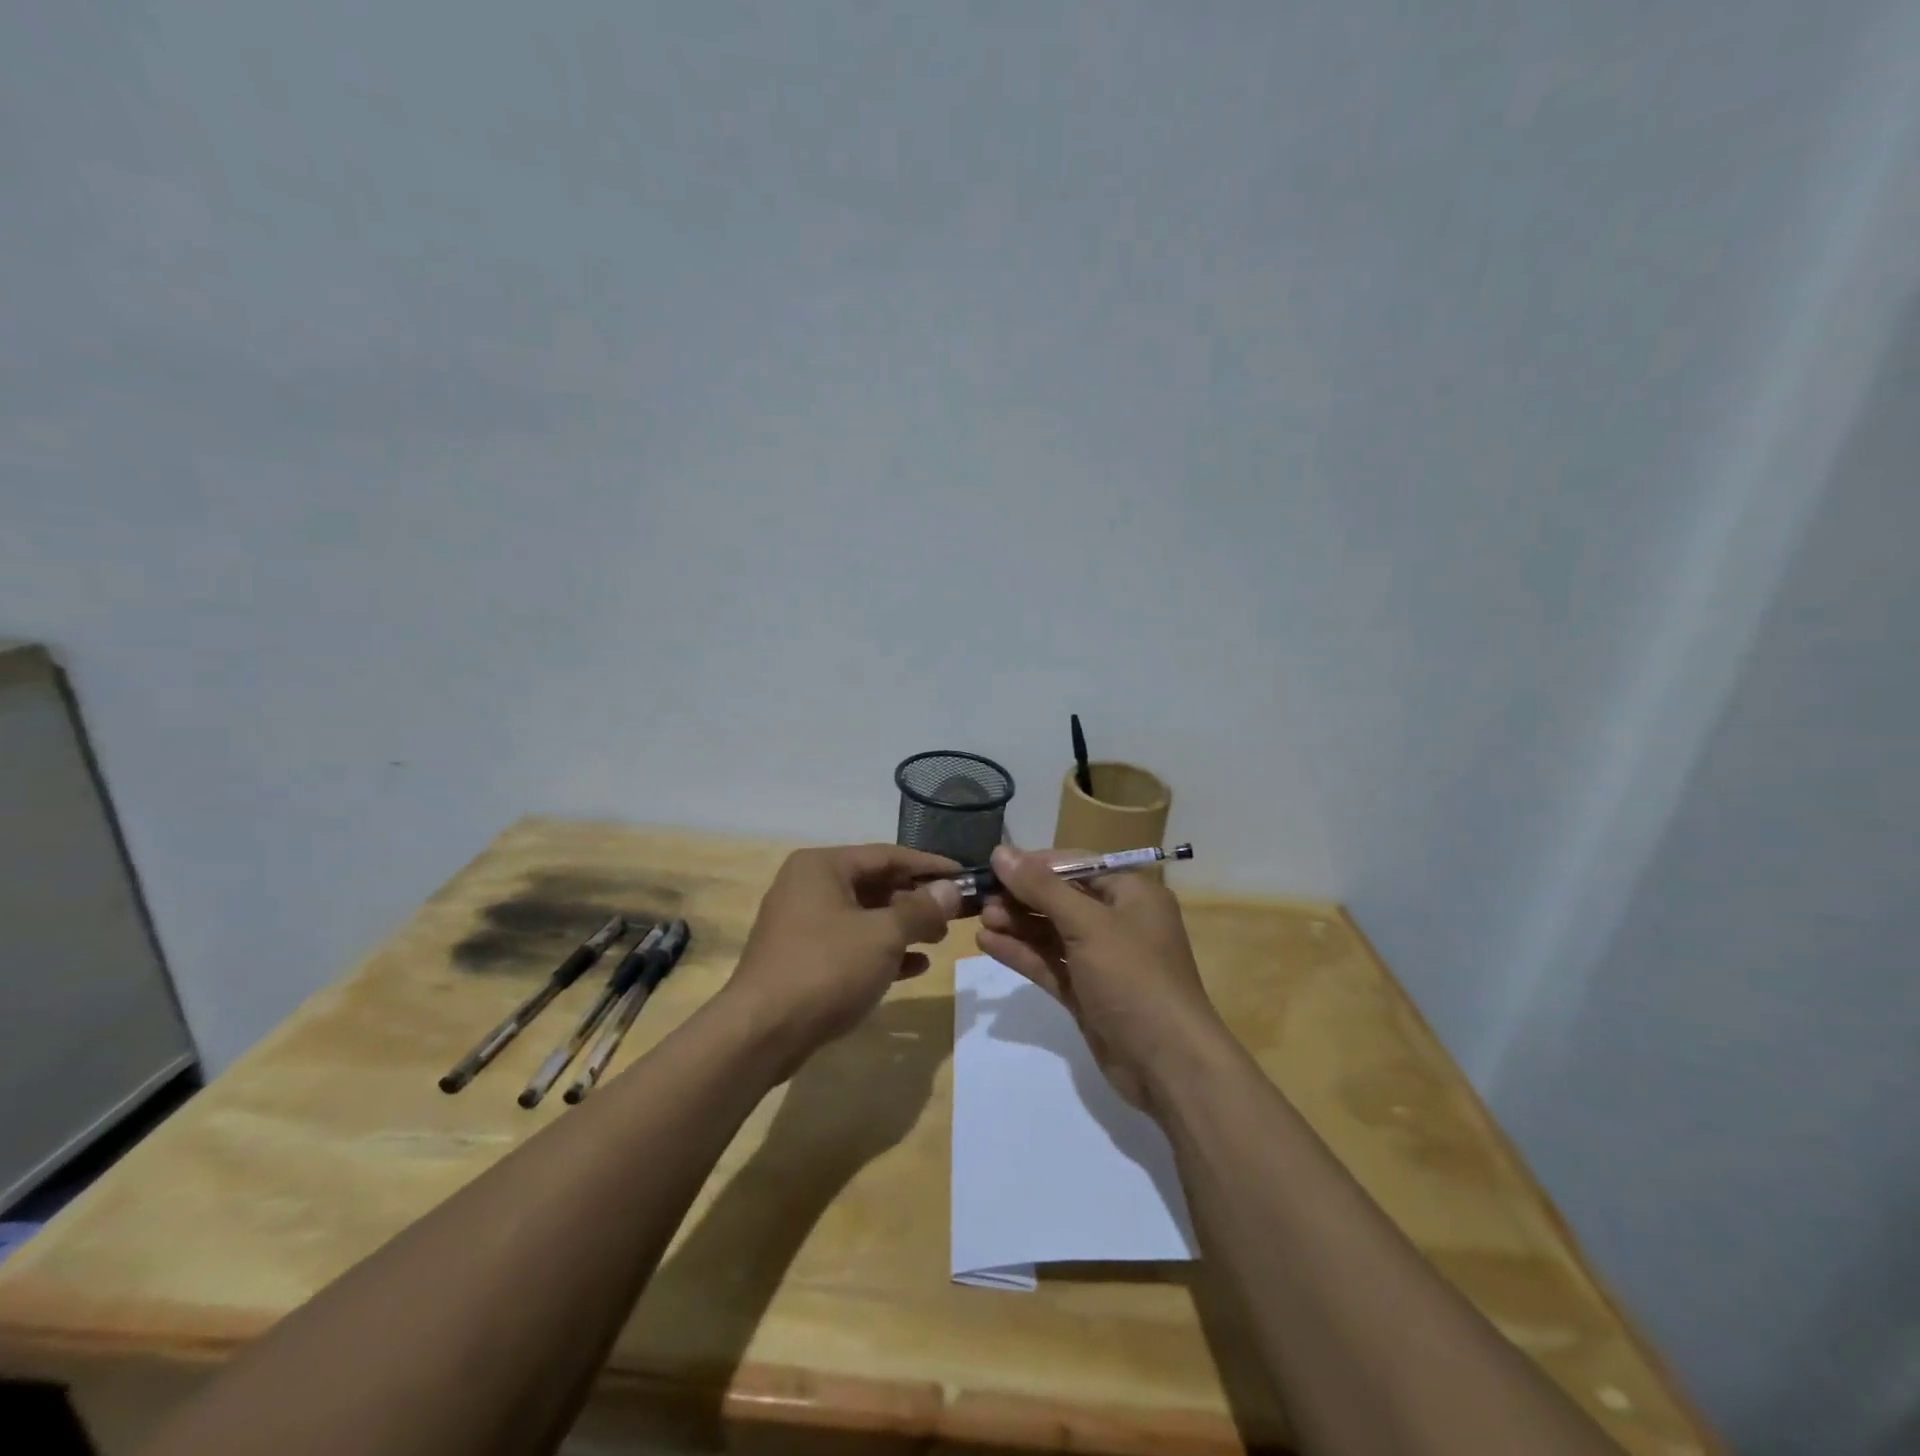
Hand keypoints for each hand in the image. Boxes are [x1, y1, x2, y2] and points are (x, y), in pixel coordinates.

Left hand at [727, 844, 961, 1062]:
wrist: (761, 1033)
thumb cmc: (826, 968)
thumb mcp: (883, 935)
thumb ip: (921, 909)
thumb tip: (952, 889)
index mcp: (822, 867)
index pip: (887, 855)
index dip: (929, 866)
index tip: (965, 876)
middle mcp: (808, 886)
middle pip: (875, 884)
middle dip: (916, 899)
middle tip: (955, 914)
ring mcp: (802, 923)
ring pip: (864, 916)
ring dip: (903, 926)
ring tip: (939, 939)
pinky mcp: (802, 958)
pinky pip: (851, 944)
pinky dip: (882, 951)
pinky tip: (915, 966)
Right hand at [975, 845, 1221, 1110]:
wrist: (1166, 1064)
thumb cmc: (1134, 977)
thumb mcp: (1088, 924)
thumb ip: (1042, 888)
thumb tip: (1001, 852)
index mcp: (1132, 894)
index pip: (1077, 866)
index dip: (1036, 864)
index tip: (995, 865)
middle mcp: (1118, 921)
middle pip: (1061, 898)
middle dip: (1022, 897)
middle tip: (981, 899)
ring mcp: (1102, 960)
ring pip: (1052, 932)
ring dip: (1018, 924)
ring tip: (980, 920)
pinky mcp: (1086, 992)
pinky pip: (1050, 963)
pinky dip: (1022, 953)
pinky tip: (988, 944)